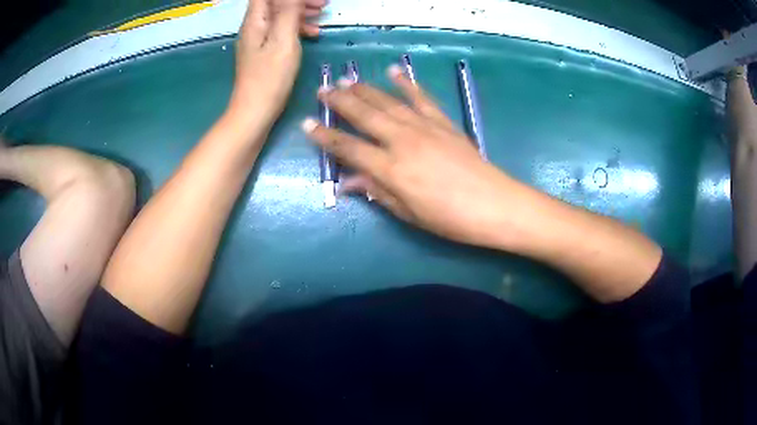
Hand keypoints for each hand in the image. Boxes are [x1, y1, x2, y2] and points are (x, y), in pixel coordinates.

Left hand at [230, 0, 325, 123]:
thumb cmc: (270, 78)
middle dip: (298, 1)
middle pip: (275, 3)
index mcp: (255, 21)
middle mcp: (254, 27)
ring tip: (321, 15)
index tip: (311, 0)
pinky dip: (297, 28)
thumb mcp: (283, 40)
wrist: (254, 113)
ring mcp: (257, 40)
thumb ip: (288, 12)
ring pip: (280, 15)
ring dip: (300, 12)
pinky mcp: (263, 51)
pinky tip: (313, 34)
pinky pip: (280, 30)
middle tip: (323, 4)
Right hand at [302, 65, 527, 248]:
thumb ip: (377, 192)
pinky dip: (407, 84)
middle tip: (322, 89)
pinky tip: (395, 72)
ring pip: (388, 102)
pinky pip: (421, 98)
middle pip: (365, 116)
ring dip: (365, 89)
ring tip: (347, 78)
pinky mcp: (443, 122)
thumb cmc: (449, 218)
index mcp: (390, 169)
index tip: (308, 124)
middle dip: (340, 101)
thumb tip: (349, 181)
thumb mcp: (408, 213)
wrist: (494, 205)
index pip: (348, 148)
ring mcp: (424, 128)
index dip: (326, 136)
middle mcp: (402, 141)